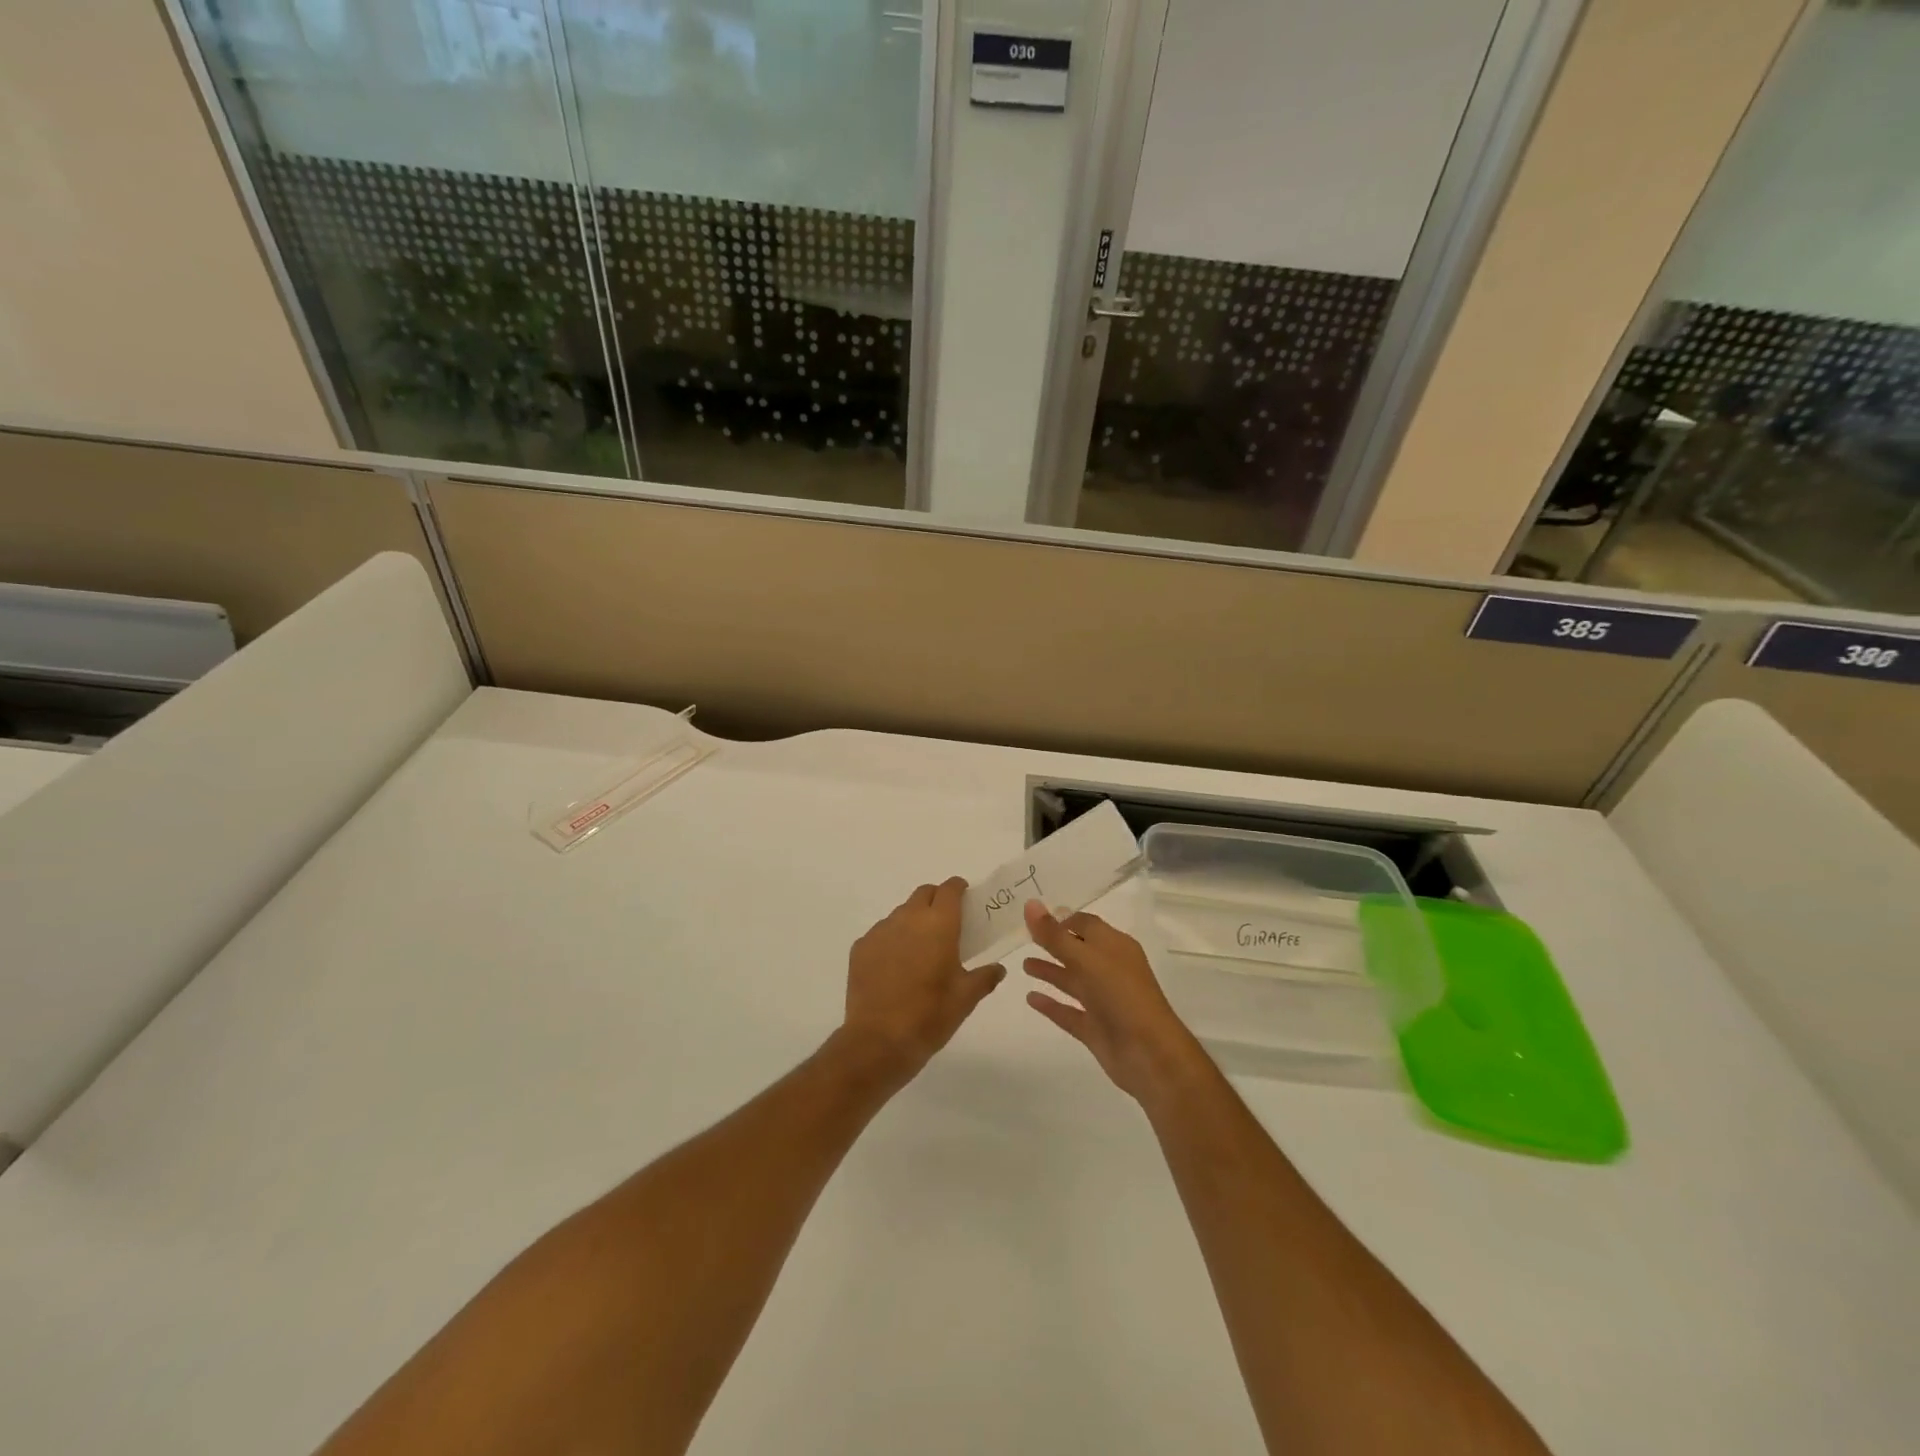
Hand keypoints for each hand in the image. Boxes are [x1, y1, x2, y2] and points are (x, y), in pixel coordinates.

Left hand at [839, 878, 1005, 1089]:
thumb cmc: (930, 1015)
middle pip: (924, 894)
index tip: (966, 899)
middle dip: (936, 900)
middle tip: (946, 924)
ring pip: (901, 913)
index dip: (959, 889)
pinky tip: (896, 966)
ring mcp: (881, 931)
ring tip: (920, 949)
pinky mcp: (861, 947)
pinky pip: (881, 933)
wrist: (878, 1041)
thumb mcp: (966, 999)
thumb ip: (985, 977)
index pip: (950, 889)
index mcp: (939, 924)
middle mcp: (908, 918)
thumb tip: (998, 968)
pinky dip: (892, 940)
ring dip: (914, 921)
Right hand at [1023, 901, 1208, 1107]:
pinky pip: (1069, 1012)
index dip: (1062, 919)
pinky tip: (1030, 998)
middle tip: (1023, 936)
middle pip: (1078, 951)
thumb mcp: (1086, 958)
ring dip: (1050, 971)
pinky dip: (1051, 1005)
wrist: (1149, 1054)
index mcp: (1115, 946)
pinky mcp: (1095, 1028)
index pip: (1086, 924)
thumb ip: (1055, 935)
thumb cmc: (1121, 995)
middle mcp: (1110, 970)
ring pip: (1073, 980)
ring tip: (1024, 965)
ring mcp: (1103, 1001)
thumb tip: (1030, 903)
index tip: (1034, 916)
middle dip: (1054, 943)